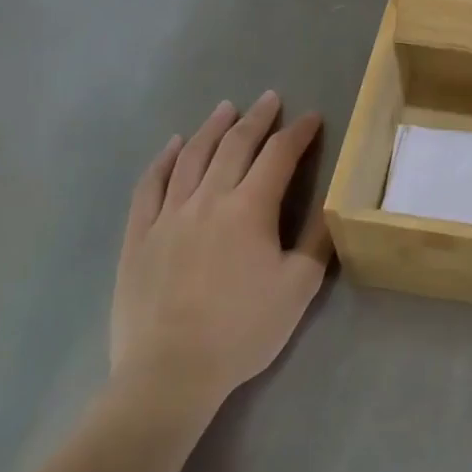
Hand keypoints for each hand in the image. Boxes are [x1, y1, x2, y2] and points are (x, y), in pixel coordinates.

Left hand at [109, 92, 330, 434]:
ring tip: (227, 108)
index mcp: (250, 209)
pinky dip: (164, 159)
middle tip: (270, 98)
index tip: (312, 118)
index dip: (298, 133)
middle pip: (235, 145)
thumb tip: (333, 203)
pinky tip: (174, 145)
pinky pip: (150, 185)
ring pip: (192, 157)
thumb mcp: (299, 287)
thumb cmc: (243, 330)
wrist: (169, 373)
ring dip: (213, 128)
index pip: (279, 156)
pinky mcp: (138, 235)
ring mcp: (168, 215)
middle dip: (257, 118)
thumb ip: (317, 240)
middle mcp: (208, 199)